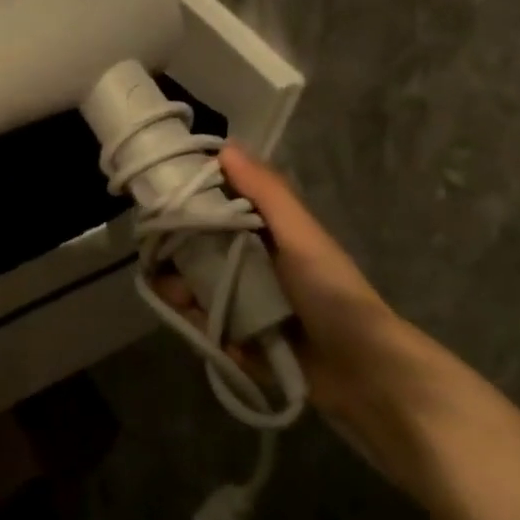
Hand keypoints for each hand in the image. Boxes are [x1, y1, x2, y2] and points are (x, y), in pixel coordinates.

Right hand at [152, 143, 482, 471]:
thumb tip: (225, 147)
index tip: (157, 208)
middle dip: (175, 258)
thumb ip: (266, 193)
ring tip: (180, 301)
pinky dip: (200, 327)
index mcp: (265, 237)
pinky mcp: (238, 341)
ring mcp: (243, 306)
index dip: (185, 208)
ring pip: (194, 291)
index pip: (213, 212)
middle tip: (160, 265)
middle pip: (195, 254)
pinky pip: (205, 327)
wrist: (362, 372)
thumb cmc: (331, 293)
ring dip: (181, 294)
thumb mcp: (300, 236)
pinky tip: (204, 330)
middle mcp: (250, 266)